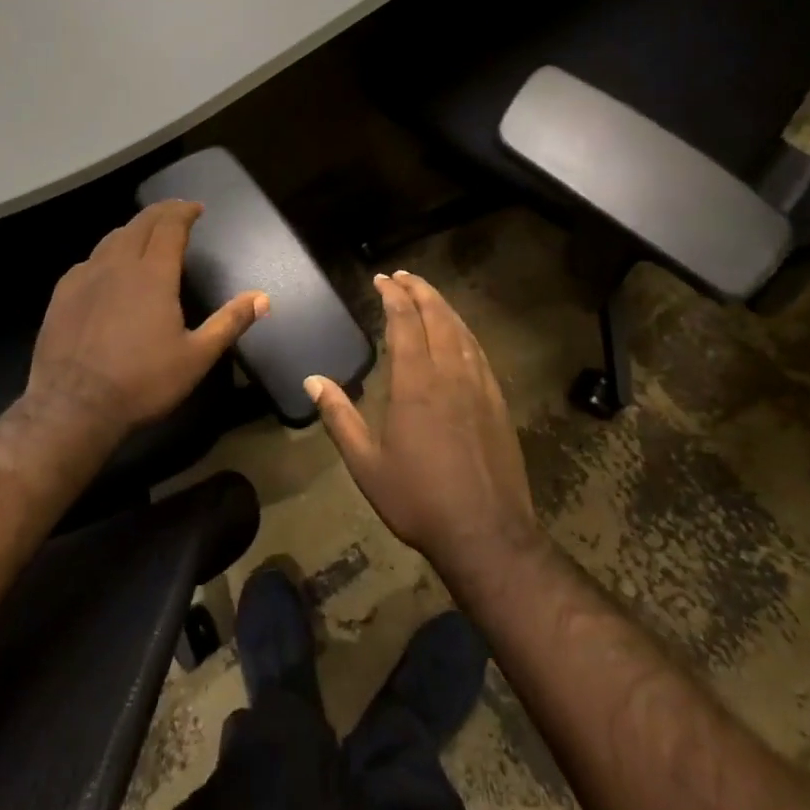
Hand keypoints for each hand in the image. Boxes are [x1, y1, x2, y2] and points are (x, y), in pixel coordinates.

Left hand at [28, 200, 268, 437]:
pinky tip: (108, 268)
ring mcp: (85, 277)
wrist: (72, 407)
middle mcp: (118, 264)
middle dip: (161, 212)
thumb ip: (229, 322)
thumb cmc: (142, 382)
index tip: (197, 208)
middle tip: (176, 211)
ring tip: (146, 234)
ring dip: (134, 229)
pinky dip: (107, 253)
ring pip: (112, 238)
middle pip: (140, 224)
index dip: (184, 212)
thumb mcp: (196, 357)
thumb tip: (262, 297)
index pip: (170, 227)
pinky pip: (89, 260)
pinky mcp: (62, 294)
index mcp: (153, 274)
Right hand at [307, 270, 540, 580]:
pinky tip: (458, 333)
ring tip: (427, 293)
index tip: (381, 280)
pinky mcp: (497, 401)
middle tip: (402, 276)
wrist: (486, 533)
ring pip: (461, 330)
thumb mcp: (367, 464)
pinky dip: (464, 331)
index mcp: (416, 384)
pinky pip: (478, 352)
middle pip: (437, 316)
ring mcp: (479, 386)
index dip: (393, 296)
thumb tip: (312, 380)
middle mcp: (449, 374)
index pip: (405, 322)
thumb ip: (339, 417)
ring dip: (443, 306)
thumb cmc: (419, 499)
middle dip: (419, 290)